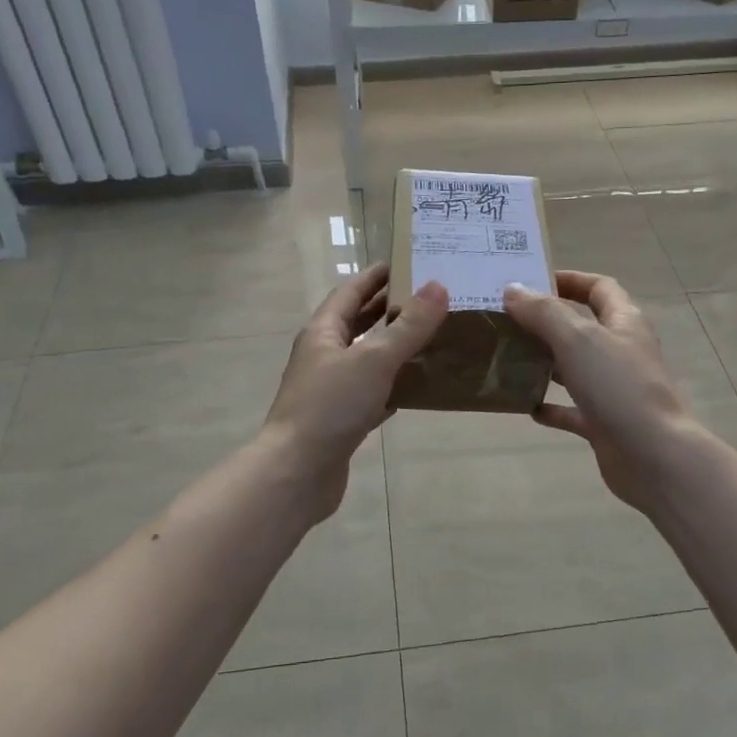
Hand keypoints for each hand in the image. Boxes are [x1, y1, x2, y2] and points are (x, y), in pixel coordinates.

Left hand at [263, 263, 447, 521]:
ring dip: (393, 346)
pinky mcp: (341, 419)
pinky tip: (417, 386)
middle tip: (428, 298)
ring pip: (366, 358)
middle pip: (357, 323)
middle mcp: (324, 355)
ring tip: (431, 336)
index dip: (375, 276)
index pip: (350, 292)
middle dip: (388, 309)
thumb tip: (438, 286)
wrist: (297, 473)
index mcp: (323, 332)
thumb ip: (408, 326)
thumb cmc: (331, 406)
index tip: (405, 263)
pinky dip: (393, 384)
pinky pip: (372, 392)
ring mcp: (331, 389)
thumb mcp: (373, 359)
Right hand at [503, 270, 703, 511]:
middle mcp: (621, 351)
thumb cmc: (618, 387)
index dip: (569, 279)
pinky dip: (551, 407)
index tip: (531, 281)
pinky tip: (527, 407)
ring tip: (507, 358)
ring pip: (575, 367)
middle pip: (583, 326)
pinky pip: (573, 410)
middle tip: (506, 319)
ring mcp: (614, 389)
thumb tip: (512, 289)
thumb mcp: (578, 339)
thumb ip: (544, 312)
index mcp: (624, 322)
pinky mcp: (605, 423)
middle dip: (547, 321)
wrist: (654, 456)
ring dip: (545, 362)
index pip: (599, 287)